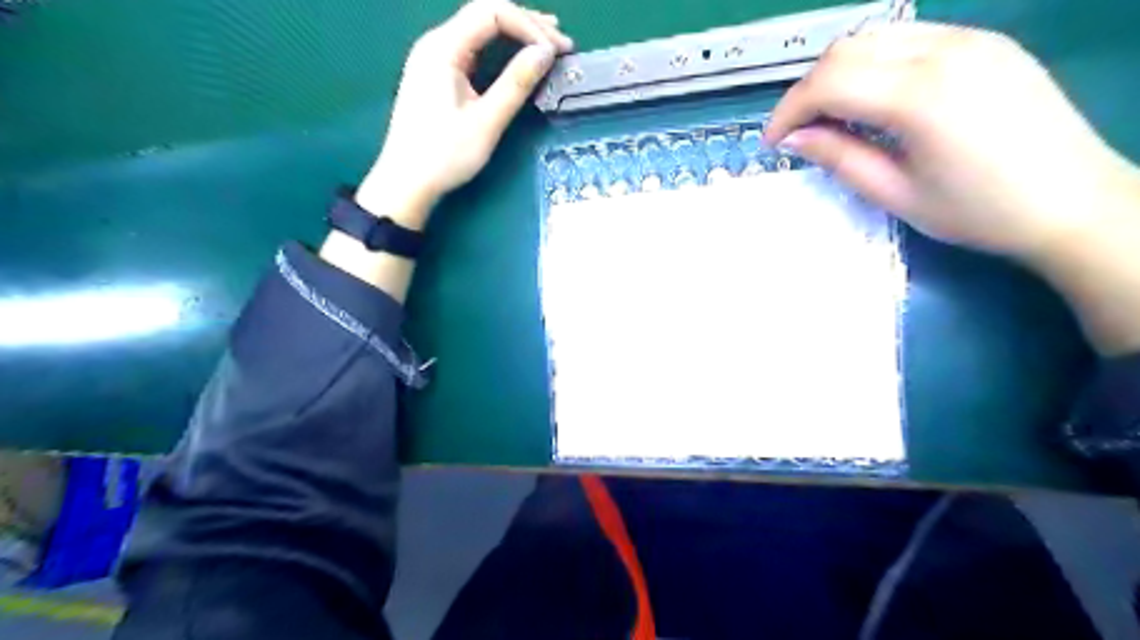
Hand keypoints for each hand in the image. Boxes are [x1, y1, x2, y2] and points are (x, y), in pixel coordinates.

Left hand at [356, 0, 570, 229]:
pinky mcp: (436, 75)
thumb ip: (516, 83)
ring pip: (479, 30)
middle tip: (561, 43)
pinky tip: (518, 56)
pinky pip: (472, 49)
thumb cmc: (444, 155)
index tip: (557, 50)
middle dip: (526, 24)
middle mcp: (435, 44)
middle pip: (484, 14)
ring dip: (515, 34)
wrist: (406, 182)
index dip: (529, 25)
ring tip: (547, 43)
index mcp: (443, 48)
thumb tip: (546, 53)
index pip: (491, 12)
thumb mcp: (486, 121)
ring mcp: (433, 58)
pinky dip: (499, 50)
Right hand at [765, 23, 1139, 261]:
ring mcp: (970, 39)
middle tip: (801, 132)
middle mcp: (945, 50)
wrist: (1074, 202)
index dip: (789, 110)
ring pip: (876, 36)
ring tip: (833, 118)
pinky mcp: (985, 43)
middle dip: (809, 89)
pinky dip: (874, 65)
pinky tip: (875, 102)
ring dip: (840, 74)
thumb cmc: (978, 211)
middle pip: (847, 48)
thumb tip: (794, 139)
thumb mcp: (895, 194)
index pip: (829, 81)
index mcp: (921, 95)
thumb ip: (839, 157)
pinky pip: (909, 39)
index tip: (774, 142)